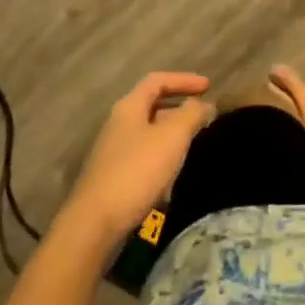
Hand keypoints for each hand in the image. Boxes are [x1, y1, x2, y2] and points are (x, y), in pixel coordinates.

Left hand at [59, 72, 215, 247]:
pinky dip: (162, 158)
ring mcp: (113, 153)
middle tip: (203, 116)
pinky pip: (144, 158)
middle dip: (180, 108)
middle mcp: (118, 125)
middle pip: (152, 106)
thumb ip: (192, 114)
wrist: (94, 225)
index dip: (184, 79)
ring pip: (149, 134)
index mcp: (129, 107)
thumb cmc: (136, 171)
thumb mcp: (172, 136)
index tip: (209, 86)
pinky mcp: (113, 178)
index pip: (158, 80)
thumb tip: (204, 104)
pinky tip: (173, 176)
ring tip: (194, 144)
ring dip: (172, 135)